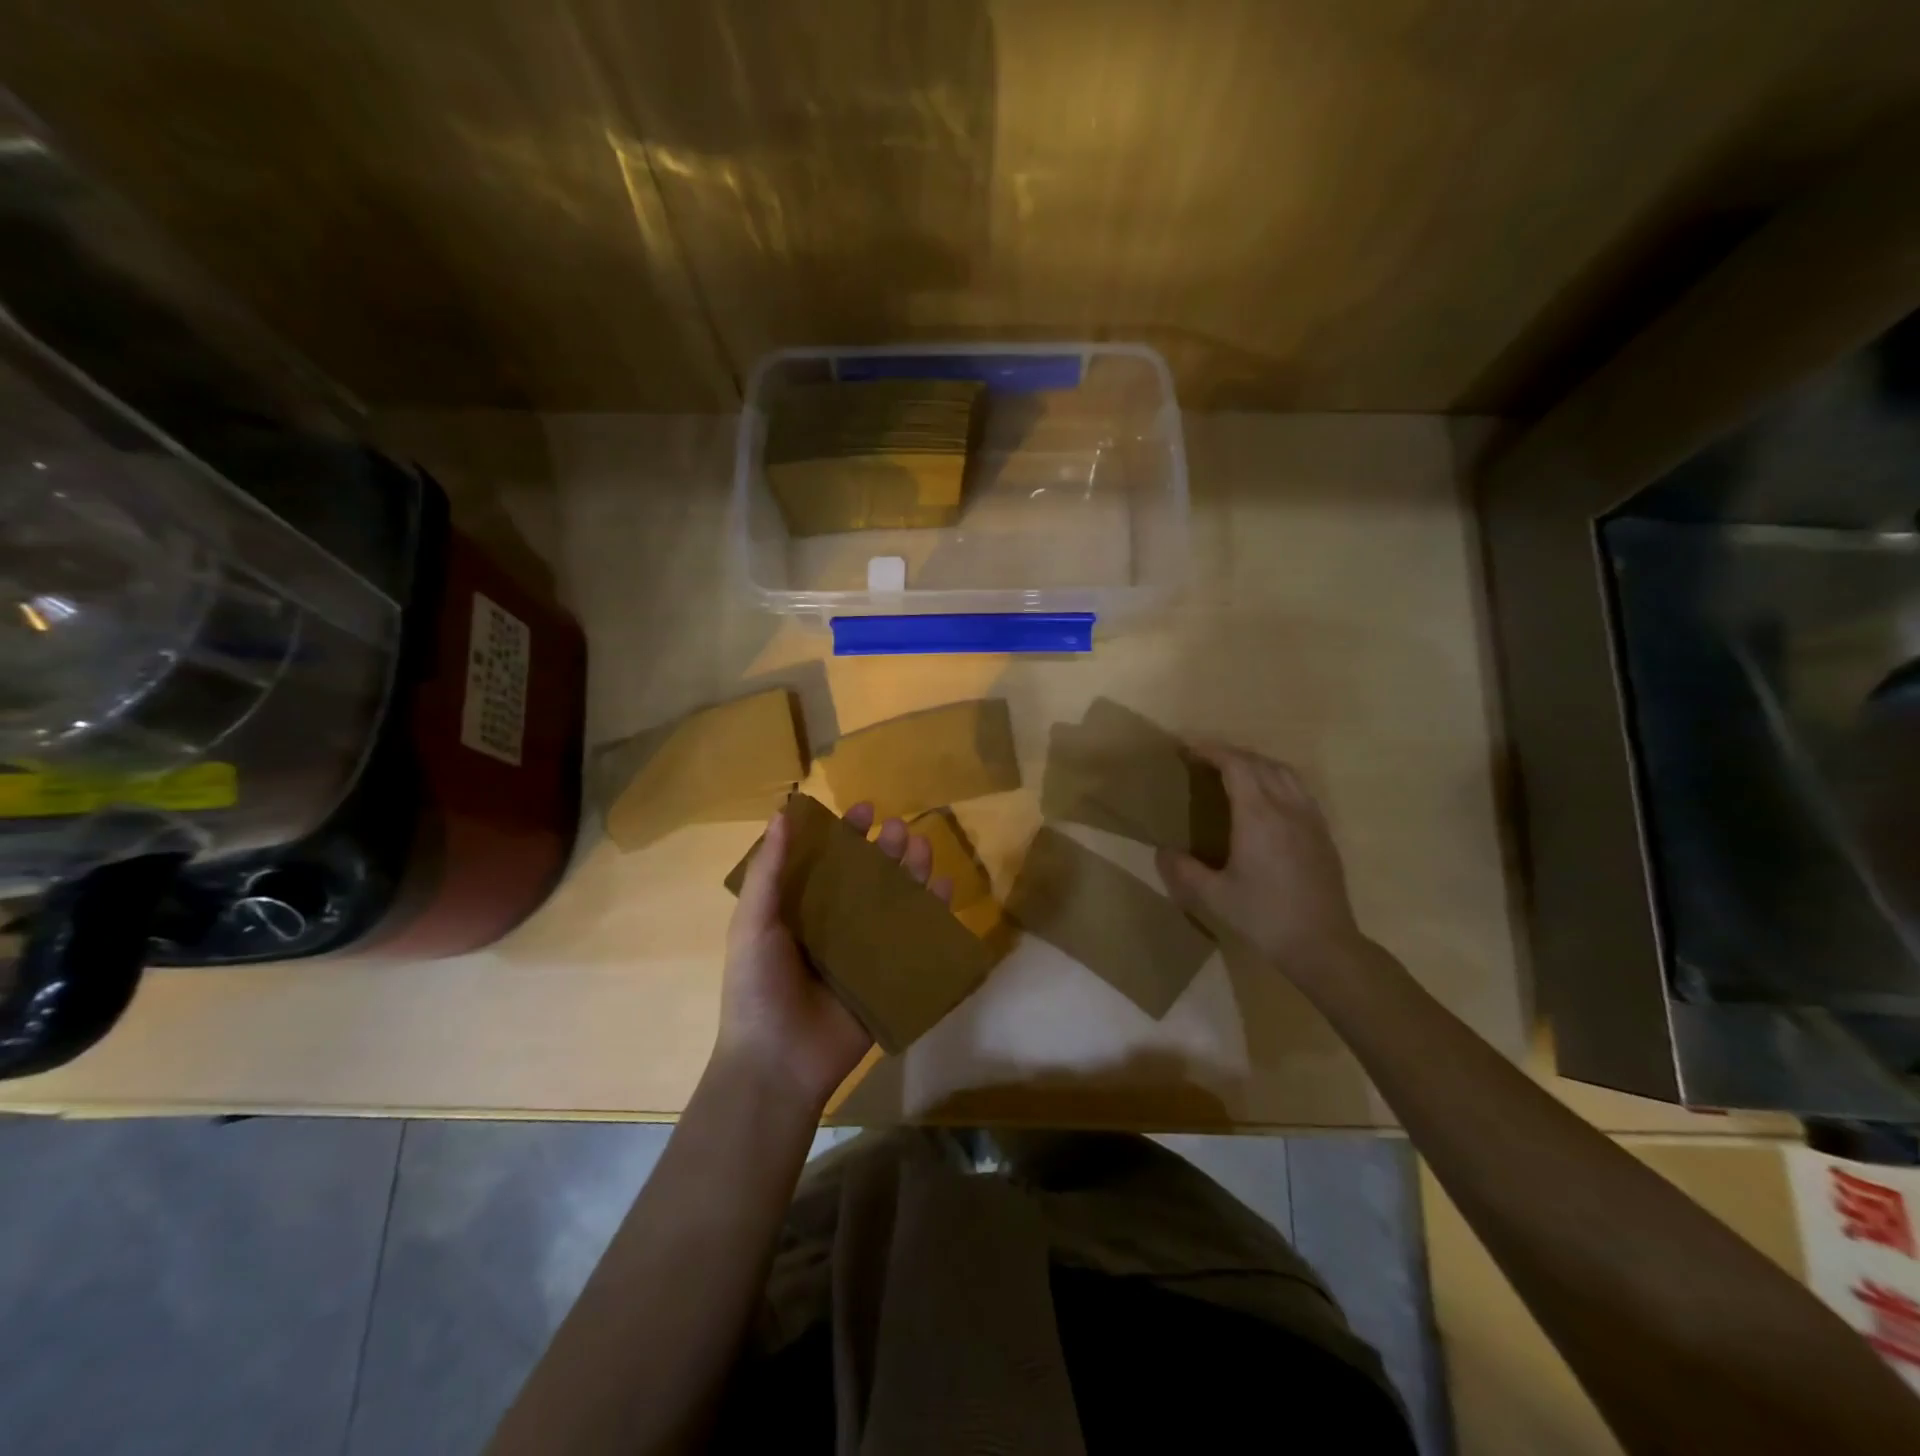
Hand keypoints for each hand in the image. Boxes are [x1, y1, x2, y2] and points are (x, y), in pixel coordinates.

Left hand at [716, 802, 951, 1111]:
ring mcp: (864, 952)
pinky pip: (915, 940)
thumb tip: (782, 811)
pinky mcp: (888, 978)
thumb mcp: (753, 923)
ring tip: (923, 848)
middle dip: (885, 850)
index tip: (864, 809)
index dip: (845, 834)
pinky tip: (944, 890)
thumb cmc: (758, 987)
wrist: (777, 1063)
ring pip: (895, 903)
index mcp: (801, 910)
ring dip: (911, 873)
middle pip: (867, 878)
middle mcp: (835, 925)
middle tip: (900, 828)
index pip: (828, 862)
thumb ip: (768, 870)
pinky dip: (932, 914)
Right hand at [1157, 744, 1366, 978]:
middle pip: (1259, 763)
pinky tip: (1267, 797)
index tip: (1188, 748)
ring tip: (1234, 771)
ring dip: (1256, 762)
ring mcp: (1310, 818)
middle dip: (1230, 753)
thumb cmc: (1264, 917)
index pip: (1236, 765)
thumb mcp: (1213, 897)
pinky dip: (1277, 778)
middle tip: (1204, 759)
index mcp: (1258, 816)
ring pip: (1284, 772)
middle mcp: (1286, 807)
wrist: (1323, 944)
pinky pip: (1299, 789)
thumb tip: (1162, 851)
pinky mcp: (1323, 833)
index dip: (1211, 751)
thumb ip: (1183, 870)